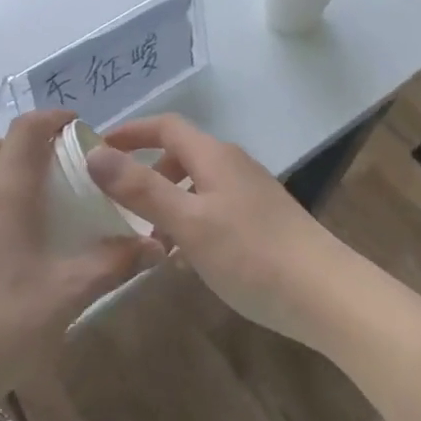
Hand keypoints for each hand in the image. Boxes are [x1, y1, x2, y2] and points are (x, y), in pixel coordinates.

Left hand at [0, 110, 158, 420]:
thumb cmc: (0, 326)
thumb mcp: (66, 296)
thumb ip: (113, 264)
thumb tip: (156, 245)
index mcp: (3, 193)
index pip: (26, 131)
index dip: (52, 118)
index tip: (75, 126)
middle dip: (21, 147)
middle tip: (49, 173)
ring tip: (9, 203)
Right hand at [83, 114, 368, 352]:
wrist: (326, 294)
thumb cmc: (251, 254)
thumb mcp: (188, 222)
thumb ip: (141, 188)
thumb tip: (94, 153)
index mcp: (214, 156)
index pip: (165, 126)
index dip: (130, 132)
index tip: (96, 150)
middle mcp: (233, 165)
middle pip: (181, 155)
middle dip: (146, 174)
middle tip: (118, 204)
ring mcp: (251, 193)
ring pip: (197, 186)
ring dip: (168, 204)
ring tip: (149, 241)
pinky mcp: (262, 220)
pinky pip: (213, 209)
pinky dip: (190, 223)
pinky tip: (186, 260)